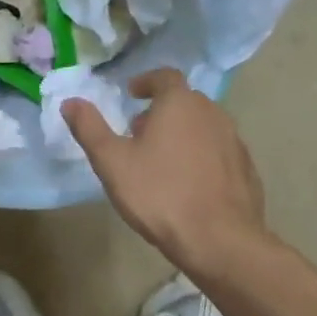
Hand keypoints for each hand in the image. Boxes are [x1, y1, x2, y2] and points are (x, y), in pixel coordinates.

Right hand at [63, 68, 267, 272]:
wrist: (218, 238)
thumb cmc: (159, 194)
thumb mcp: (112, 162)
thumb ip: (90, 128)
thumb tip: (70, 102)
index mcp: (180, 104)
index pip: (165, 77)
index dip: (147, 82)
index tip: (132, 94)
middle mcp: (212, 113)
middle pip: (185, 102)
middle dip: (162, 111)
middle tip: (140, 132)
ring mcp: (234, 141)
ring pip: (203, 127)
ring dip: (183, 134)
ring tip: (162, 160)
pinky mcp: (246, 168)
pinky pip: (219, 152)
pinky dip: (202, 157)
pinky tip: (189, 184)